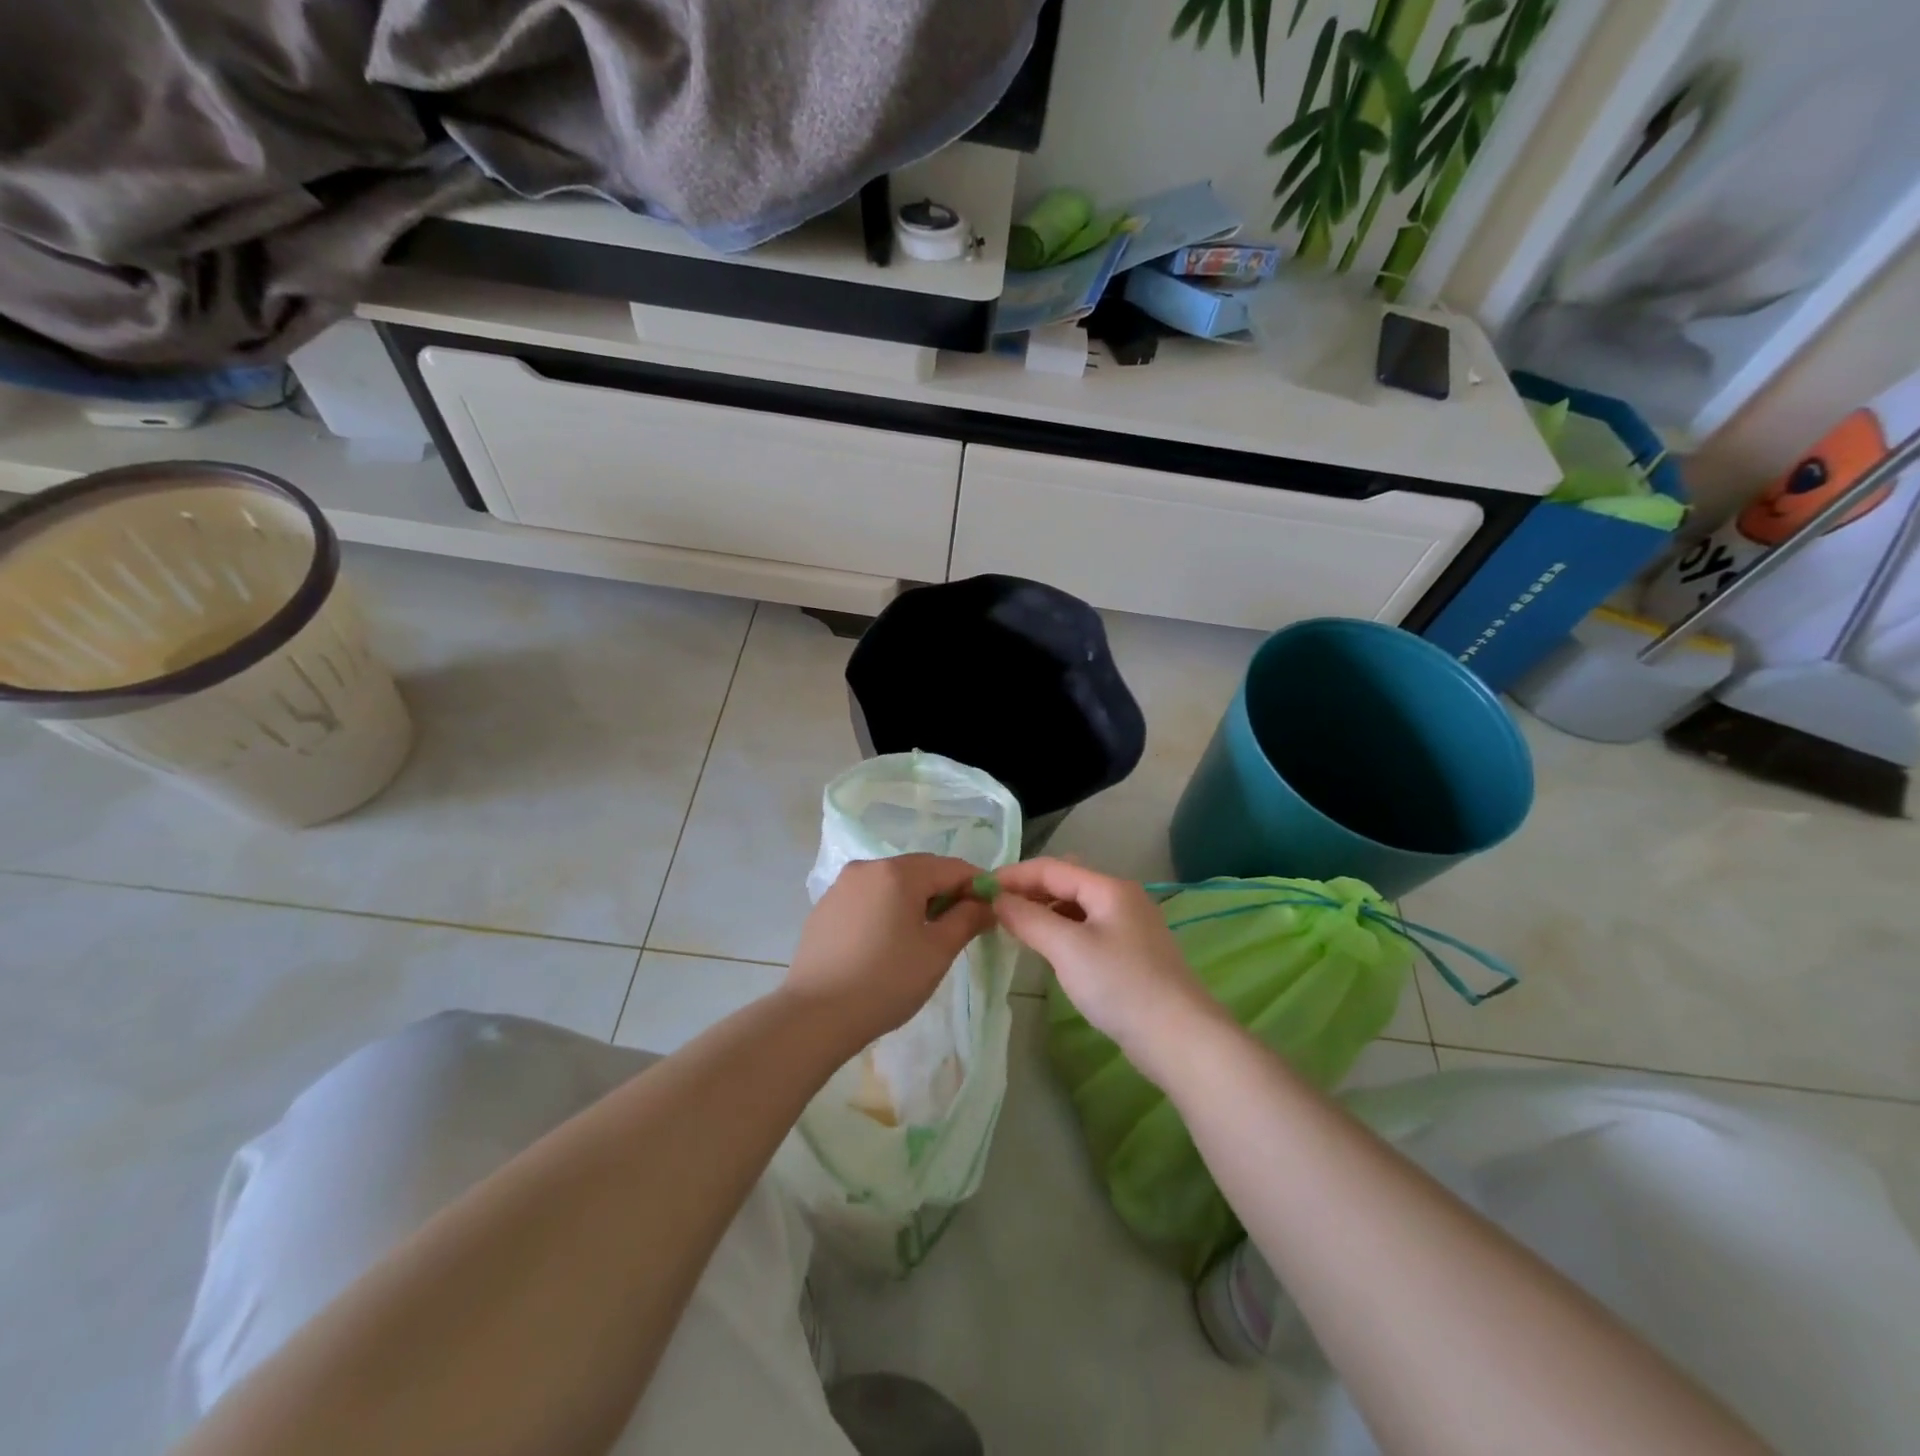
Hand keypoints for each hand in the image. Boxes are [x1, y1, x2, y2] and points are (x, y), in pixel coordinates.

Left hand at [784, 854, 994, 1050]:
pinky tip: (887, 943)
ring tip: (924, 937)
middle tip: (960, 927)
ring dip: (915, 901)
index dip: (976, 886)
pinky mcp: (825, 907)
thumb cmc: (886, 981)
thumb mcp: (937, 952)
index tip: (990, 911)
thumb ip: (967, 920)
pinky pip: (868, 898)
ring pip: (892, 884)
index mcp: (898, 872)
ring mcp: (841, 886)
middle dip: (945, 893)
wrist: (816, 1015)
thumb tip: (986, 903)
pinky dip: (886, 910)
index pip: (951, 867)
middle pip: (920, 871)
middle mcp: (867, 867)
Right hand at [991, 858, 1226, 1080]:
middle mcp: (1121, 898)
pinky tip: (1048, 948)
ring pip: (1076, 907)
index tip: (979, 887)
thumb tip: (997, 899)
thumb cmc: (1120, 984)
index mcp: (1109, 887)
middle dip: (1028, 890)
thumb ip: (1029, 919)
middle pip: (1065, 882)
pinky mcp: (1131, 953)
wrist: (1180, 1038)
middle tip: (993, 908)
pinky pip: (1086, 929)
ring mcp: (1129, 926)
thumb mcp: (1067, 948)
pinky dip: (1061, 930)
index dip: (1013, 875)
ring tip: (1014, 927)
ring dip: (1044, 911)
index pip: (1051, 868)